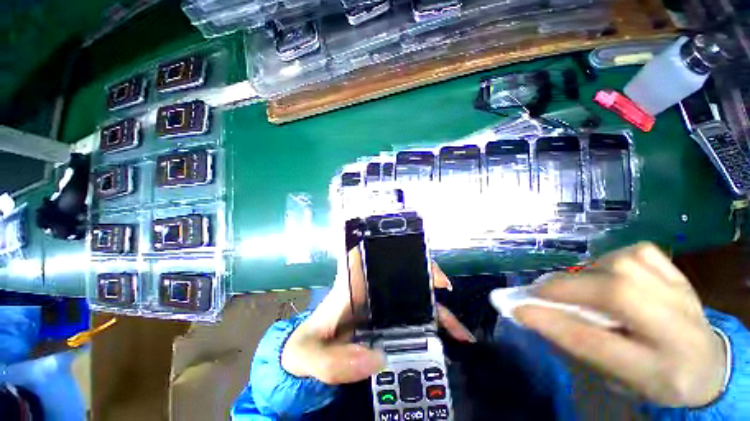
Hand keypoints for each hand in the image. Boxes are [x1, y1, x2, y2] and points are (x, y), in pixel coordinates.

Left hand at [281, 247, 473, 384]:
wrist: (311, 356)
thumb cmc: (309, 346)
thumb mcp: (309, 354)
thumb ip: (332, 361)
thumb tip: (376, 359)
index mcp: (352, 284)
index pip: (371, 253)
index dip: (390, 246)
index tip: (409, 253)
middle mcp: (372, 288)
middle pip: (403, 271)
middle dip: (424, 274)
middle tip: (445, 286)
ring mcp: (385, 303)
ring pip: (415, 294)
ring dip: (436, 304)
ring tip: (458, 325)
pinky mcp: (393, 318)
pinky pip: (418, 315)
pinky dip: (435, 323)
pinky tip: (452, 336)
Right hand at [515, 242, 726, 407]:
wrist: (707, 363)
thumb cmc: (654, 377)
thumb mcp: (615, 377)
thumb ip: (575, 344)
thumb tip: (531, 313)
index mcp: (663, 369)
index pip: (600, 344)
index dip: (553, 323)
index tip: (517, 309)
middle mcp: (679, 327)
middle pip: (616, 294)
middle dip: (565, 289)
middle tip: (539, 292)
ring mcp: (681, 291)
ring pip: (621, 265)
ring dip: (585, 274)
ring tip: (578, 288)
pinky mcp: (677, 272)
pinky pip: (635, 252)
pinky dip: (611, 259)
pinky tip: (607, 274)